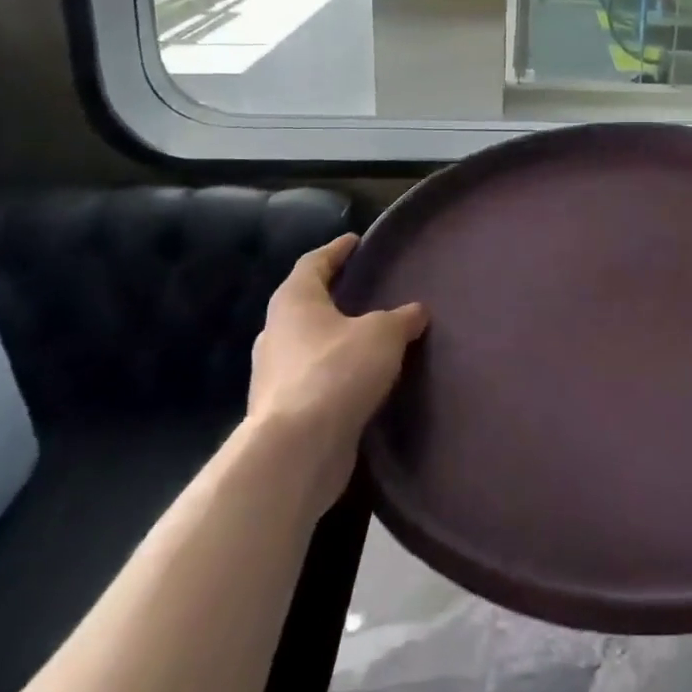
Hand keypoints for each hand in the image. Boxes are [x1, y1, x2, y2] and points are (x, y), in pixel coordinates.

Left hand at [248, 235, 427, 496]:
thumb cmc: (337, 371)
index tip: (356, 241)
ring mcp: (274, 374)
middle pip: (306, 303)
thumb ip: (402, 318)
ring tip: (370, 335)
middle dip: (334, 296)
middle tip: (367, 289)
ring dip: (335, 337)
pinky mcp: (283, 409)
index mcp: (294, 302)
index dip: (336, 250)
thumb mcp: (384, 334)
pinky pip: (314, 377)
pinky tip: (362, 377)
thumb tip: (416, 311)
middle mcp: (276, 332)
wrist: (297, 450)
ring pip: (309, 343)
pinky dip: (336, 371)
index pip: (314, 263)